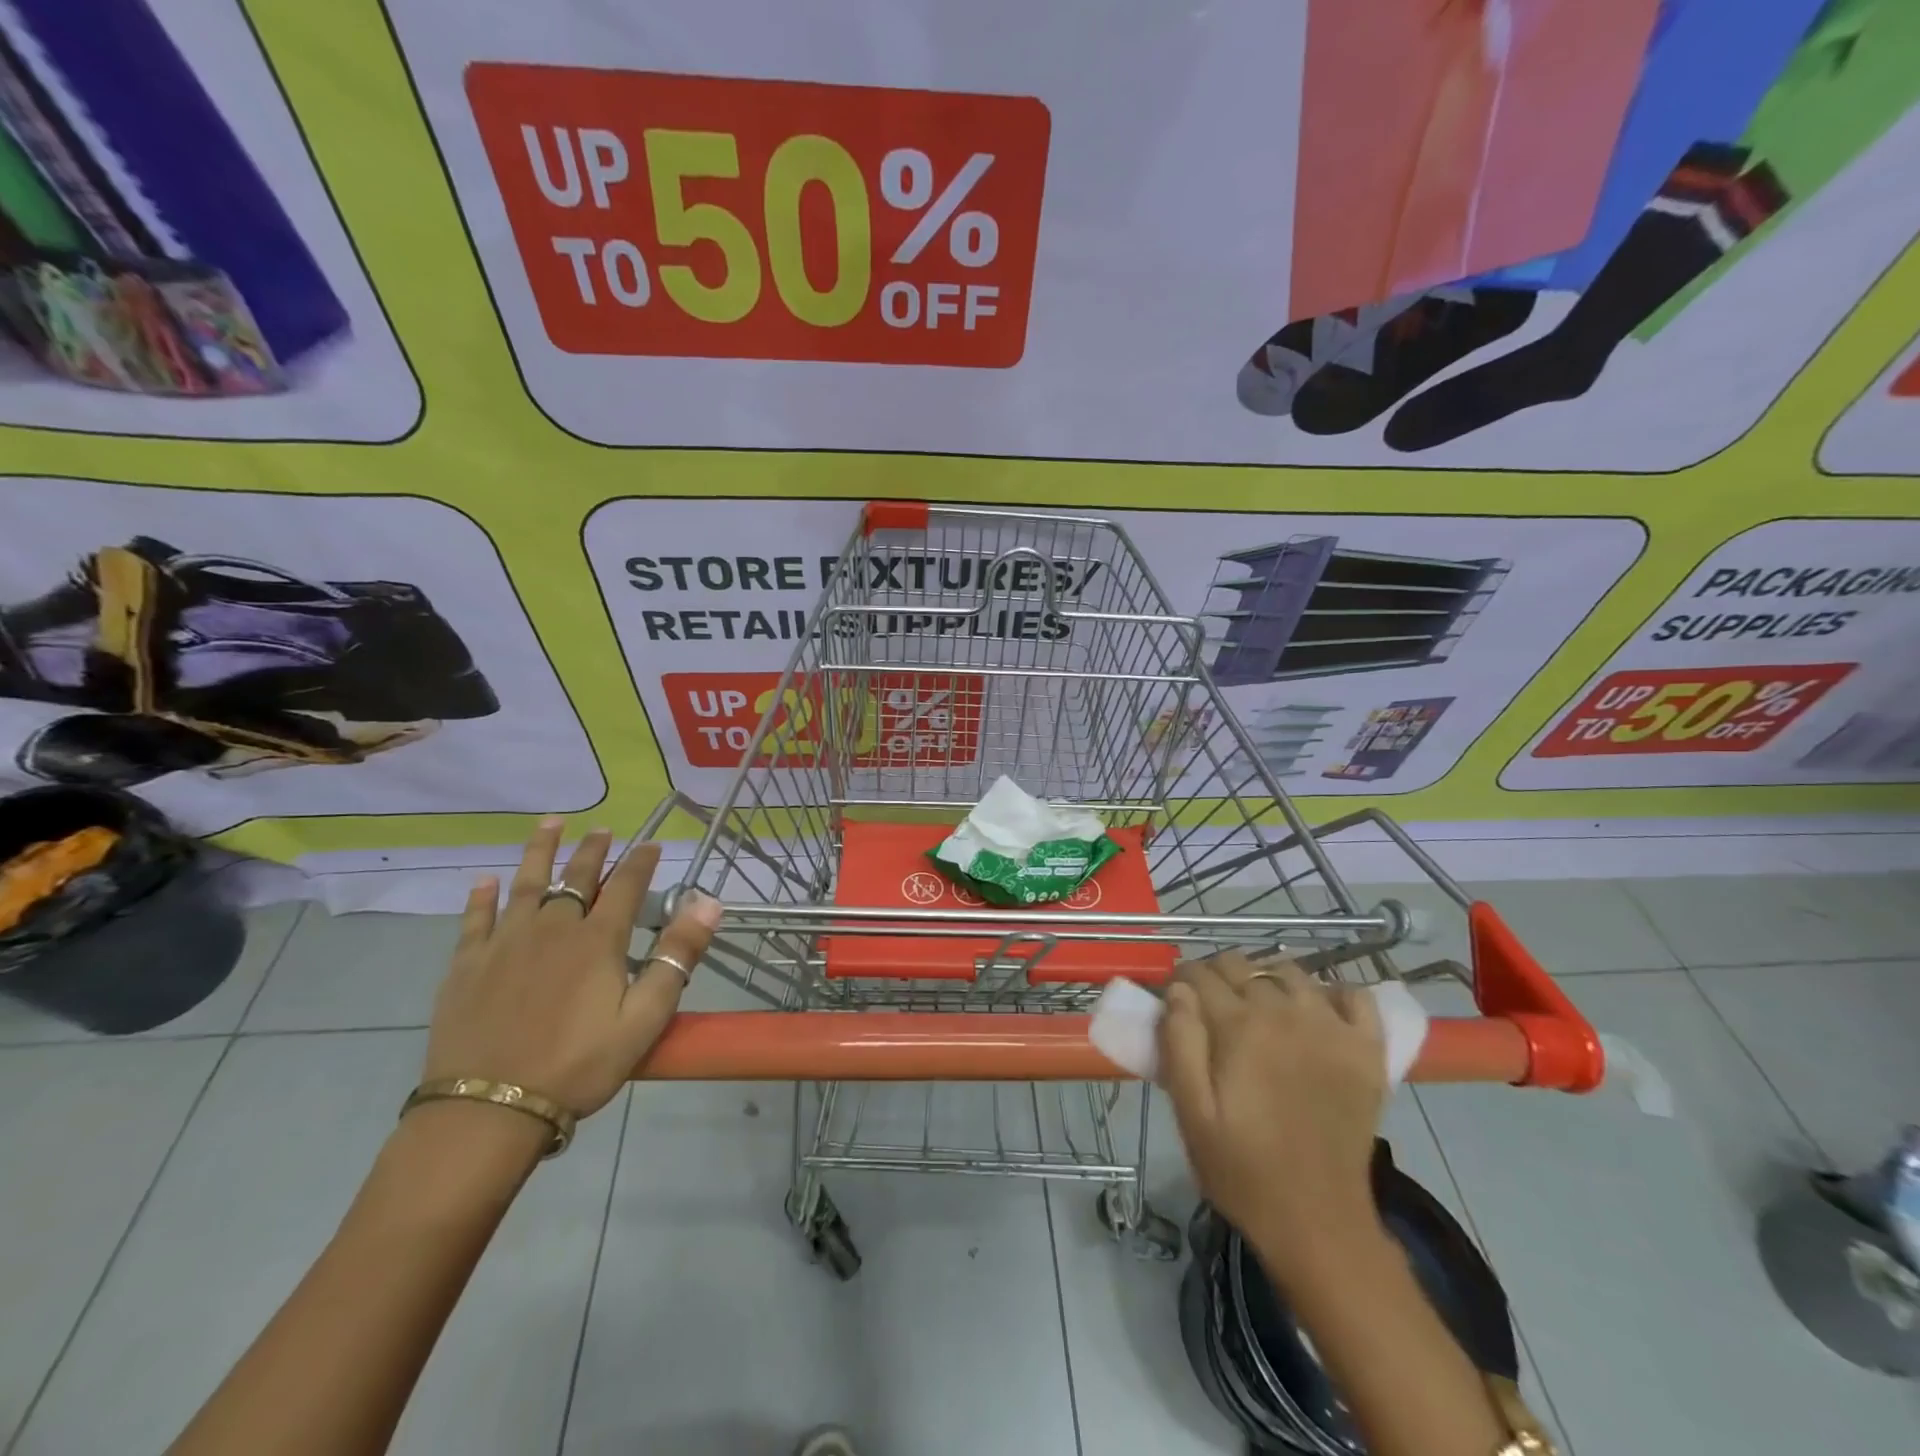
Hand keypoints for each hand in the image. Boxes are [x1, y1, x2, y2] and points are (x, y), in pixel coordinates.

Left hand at [421, 818, 721, 1116]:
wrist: (490, 1108)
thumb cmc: (579, 1064)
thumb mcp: (645, 1017)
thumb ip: (677, 956)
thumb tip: (709, 902)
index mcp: (597, 940)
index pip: (627, 886)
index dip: (641, 862)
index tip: (652, 844)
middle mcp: (552, 928)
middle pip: (577, 877)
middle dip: (593, 850)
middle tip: (602, 829)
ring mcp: (505, 944)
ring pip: (526, 885)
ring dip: (540, 852)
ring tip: (549, 825)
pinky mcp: (467, 966)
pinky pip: (475, 920)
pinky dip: (482, 898)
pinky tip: (484, 882)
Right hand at [1158, 954, 1386, 1270]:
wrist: (1318, 1222)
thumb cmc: (1241, 1169)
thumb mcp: (1190, 1112)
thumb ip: (1178, 1043)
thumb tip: (1177, 991)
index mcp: (1239, 1026)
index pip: (1200, 975)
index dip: (1181, 980)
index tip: (1174, 997)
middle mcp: (1286, 1013)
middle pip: (1242, 964)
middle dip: (1217, 974)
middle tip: (1209, 1004)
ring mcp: (1333, 1027)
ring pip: (1291, 970)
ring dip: (1266, 976)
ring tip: (1257, 1004)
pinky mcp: (1367, 1050)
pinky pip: (1356, 995)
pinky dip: (1334, 991)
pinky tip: (1317, 1009)